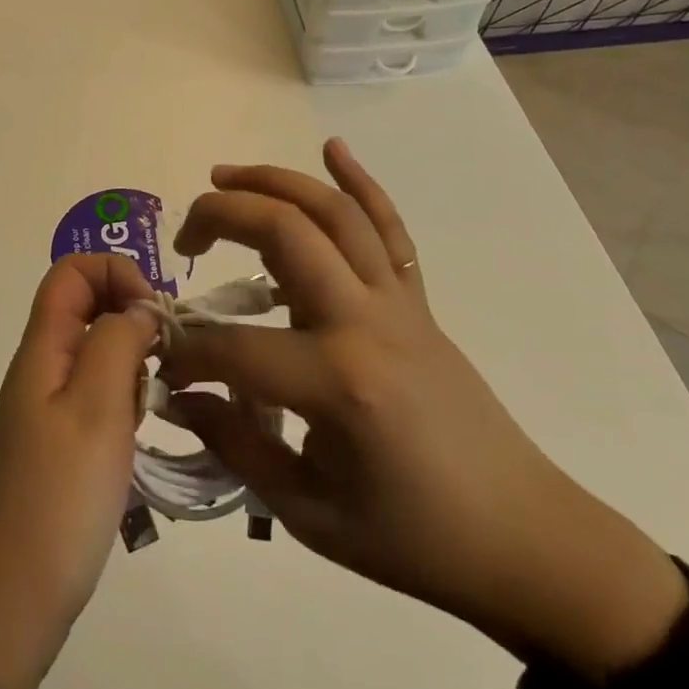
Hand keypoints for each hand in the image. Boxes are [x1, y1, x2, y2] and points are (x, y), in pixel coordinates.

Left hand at [0, 253, 158, 688]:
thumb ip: (118, 342)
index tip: (154, 313)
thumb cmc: (58, 497)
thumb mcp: (96, 409)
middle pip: (86, 306)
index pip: (71, 272)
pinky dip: (125, 398)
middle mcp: (42, 367)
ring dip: (132, 361)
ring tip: (153, 402)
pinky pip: (97, 394)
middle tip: (167, 359)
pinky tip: (140, 433)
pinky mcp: (61, 441)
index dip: (114, 272)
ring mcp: (49, 406)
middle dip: (132, 316)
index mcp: (42, 348)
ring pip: (97, 350)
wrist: (10, 601)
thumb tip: (139, 307)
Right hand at [162, 139, 688, 680]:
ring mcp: (397, 302)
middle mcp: (365, 321)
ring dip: (273, 182)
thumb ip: (236, 445)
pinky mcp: (419, 301)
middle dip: (220, 217)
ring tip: (224, 176)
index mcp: (337, 382)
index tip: (162, 364)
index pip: (232, 347)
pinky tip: (333, 148)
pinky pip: (390, 228)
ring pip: (333, 213)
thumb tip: (180, 396)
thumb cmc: (414, 538)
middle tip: (185, 240)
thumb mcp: (312, 513)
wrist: (525, 540)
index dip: (186, 353)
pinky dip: (362, 181)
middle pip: (283, 232)